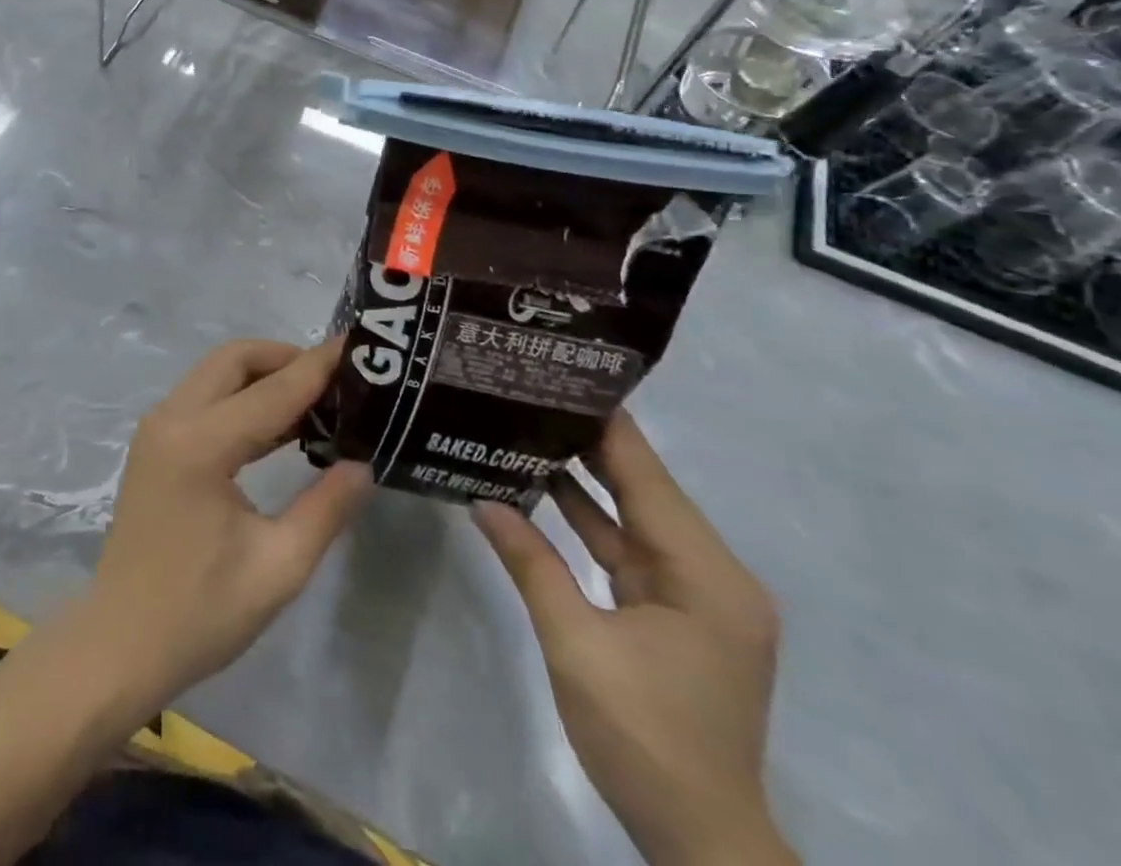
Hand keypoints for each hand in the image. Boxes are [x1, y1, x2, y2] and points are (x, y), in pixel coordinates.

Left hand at [81, 338, 372, 710]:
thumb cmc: (200, 613)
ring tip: (318, 399)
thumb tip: (363, 463)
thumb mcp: (278, 567)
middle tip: (336, 381)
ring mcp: (157, 428)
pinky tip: (278, 426)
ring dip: (263, 376)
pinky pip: (203, 398)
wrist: (120, 645)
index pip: (272, 390)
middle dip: (286, 359)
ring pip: (216, 374)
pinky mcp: (155, 444)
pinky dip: (241, 397)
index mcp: (199, 444)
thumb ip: (325, 508)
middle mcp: (171, 419)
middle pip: (234, 360)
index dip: (317, 367)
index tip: (358, 346)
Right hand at [474, 412, 794, 865]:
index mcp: (704, 573)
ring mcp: (696, 594)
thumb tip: (482, 500)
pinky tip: (542, 490)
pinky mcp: (677, 613)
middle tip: (530, 393)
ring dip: (585, 480)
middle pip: (643, 488)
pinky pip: (628, 549)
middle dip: (588, 442)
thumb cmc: (644, 739)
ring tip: (527, 426)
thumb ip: (532, 563)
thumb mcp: (576, 646)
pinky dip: (590, 522)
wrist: (702, 842)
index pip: (647, 475)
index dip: (605, 423)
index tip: (558, 375)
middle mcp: (712, 573)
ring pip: (633, 517)